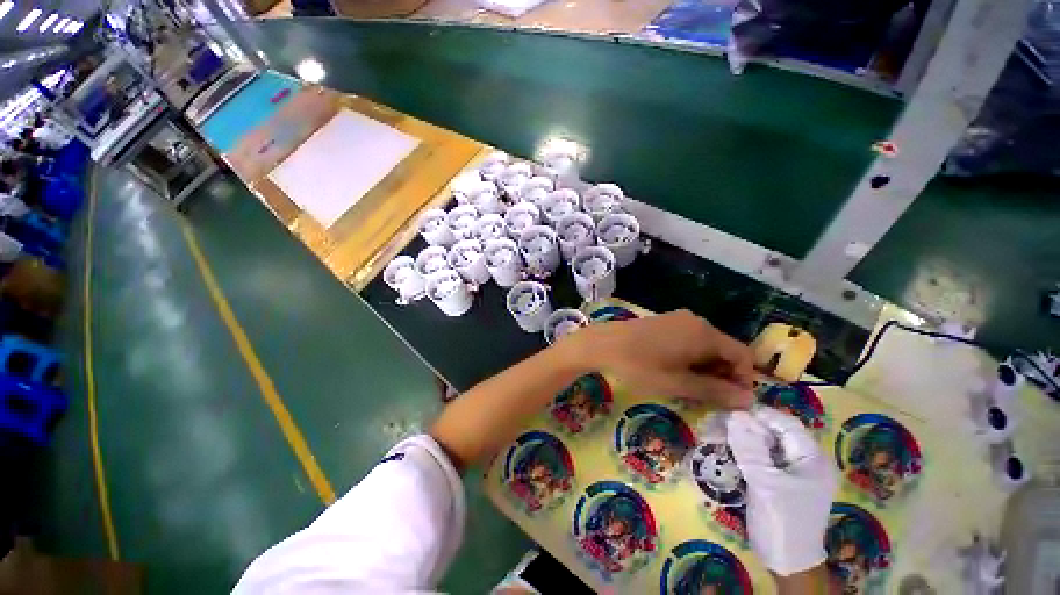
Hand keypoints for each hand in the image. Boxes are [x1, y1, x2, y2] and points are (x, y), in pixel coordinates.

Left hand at [565, 310, 754, 407]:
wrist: (604, 343)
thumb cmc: (641, 365)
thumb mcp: (679, 383)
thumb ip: (715, 391)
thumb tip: (749, 400)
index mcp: (705, 333)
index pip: (742, 355)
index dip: (743, 380)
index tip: (730, 400)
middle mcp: (697, 321)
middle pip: (724, 349)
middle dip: (722, 374)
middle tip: (706, 396)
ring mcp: (679, 319)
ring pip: (706, 345)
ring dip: (706, 367)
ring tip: (688, 385)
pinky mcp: (665, 321)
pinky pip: (689, 339)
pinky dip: (691, 357)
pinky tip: (674, 369)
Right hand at [727, 408, 836, 576]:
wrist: (786, 563)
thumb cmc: (782, 521)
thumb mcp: (764, 483)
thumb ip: (749, 448)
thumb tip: (733, 415)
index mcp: (811, 458)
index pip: (784, 423)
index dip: (757, 415)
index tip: (728, 412)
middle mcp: (804, 460)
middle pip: (773, 432)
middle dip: (744, 427)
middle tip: (715, 424)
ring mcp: (791, 471)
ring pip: (763, 443)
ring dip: (740, 438)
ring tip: (714, 435)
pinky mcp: (778, 480)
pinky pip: (760, 457)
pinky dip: (742, 452)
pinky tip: (724, 450)